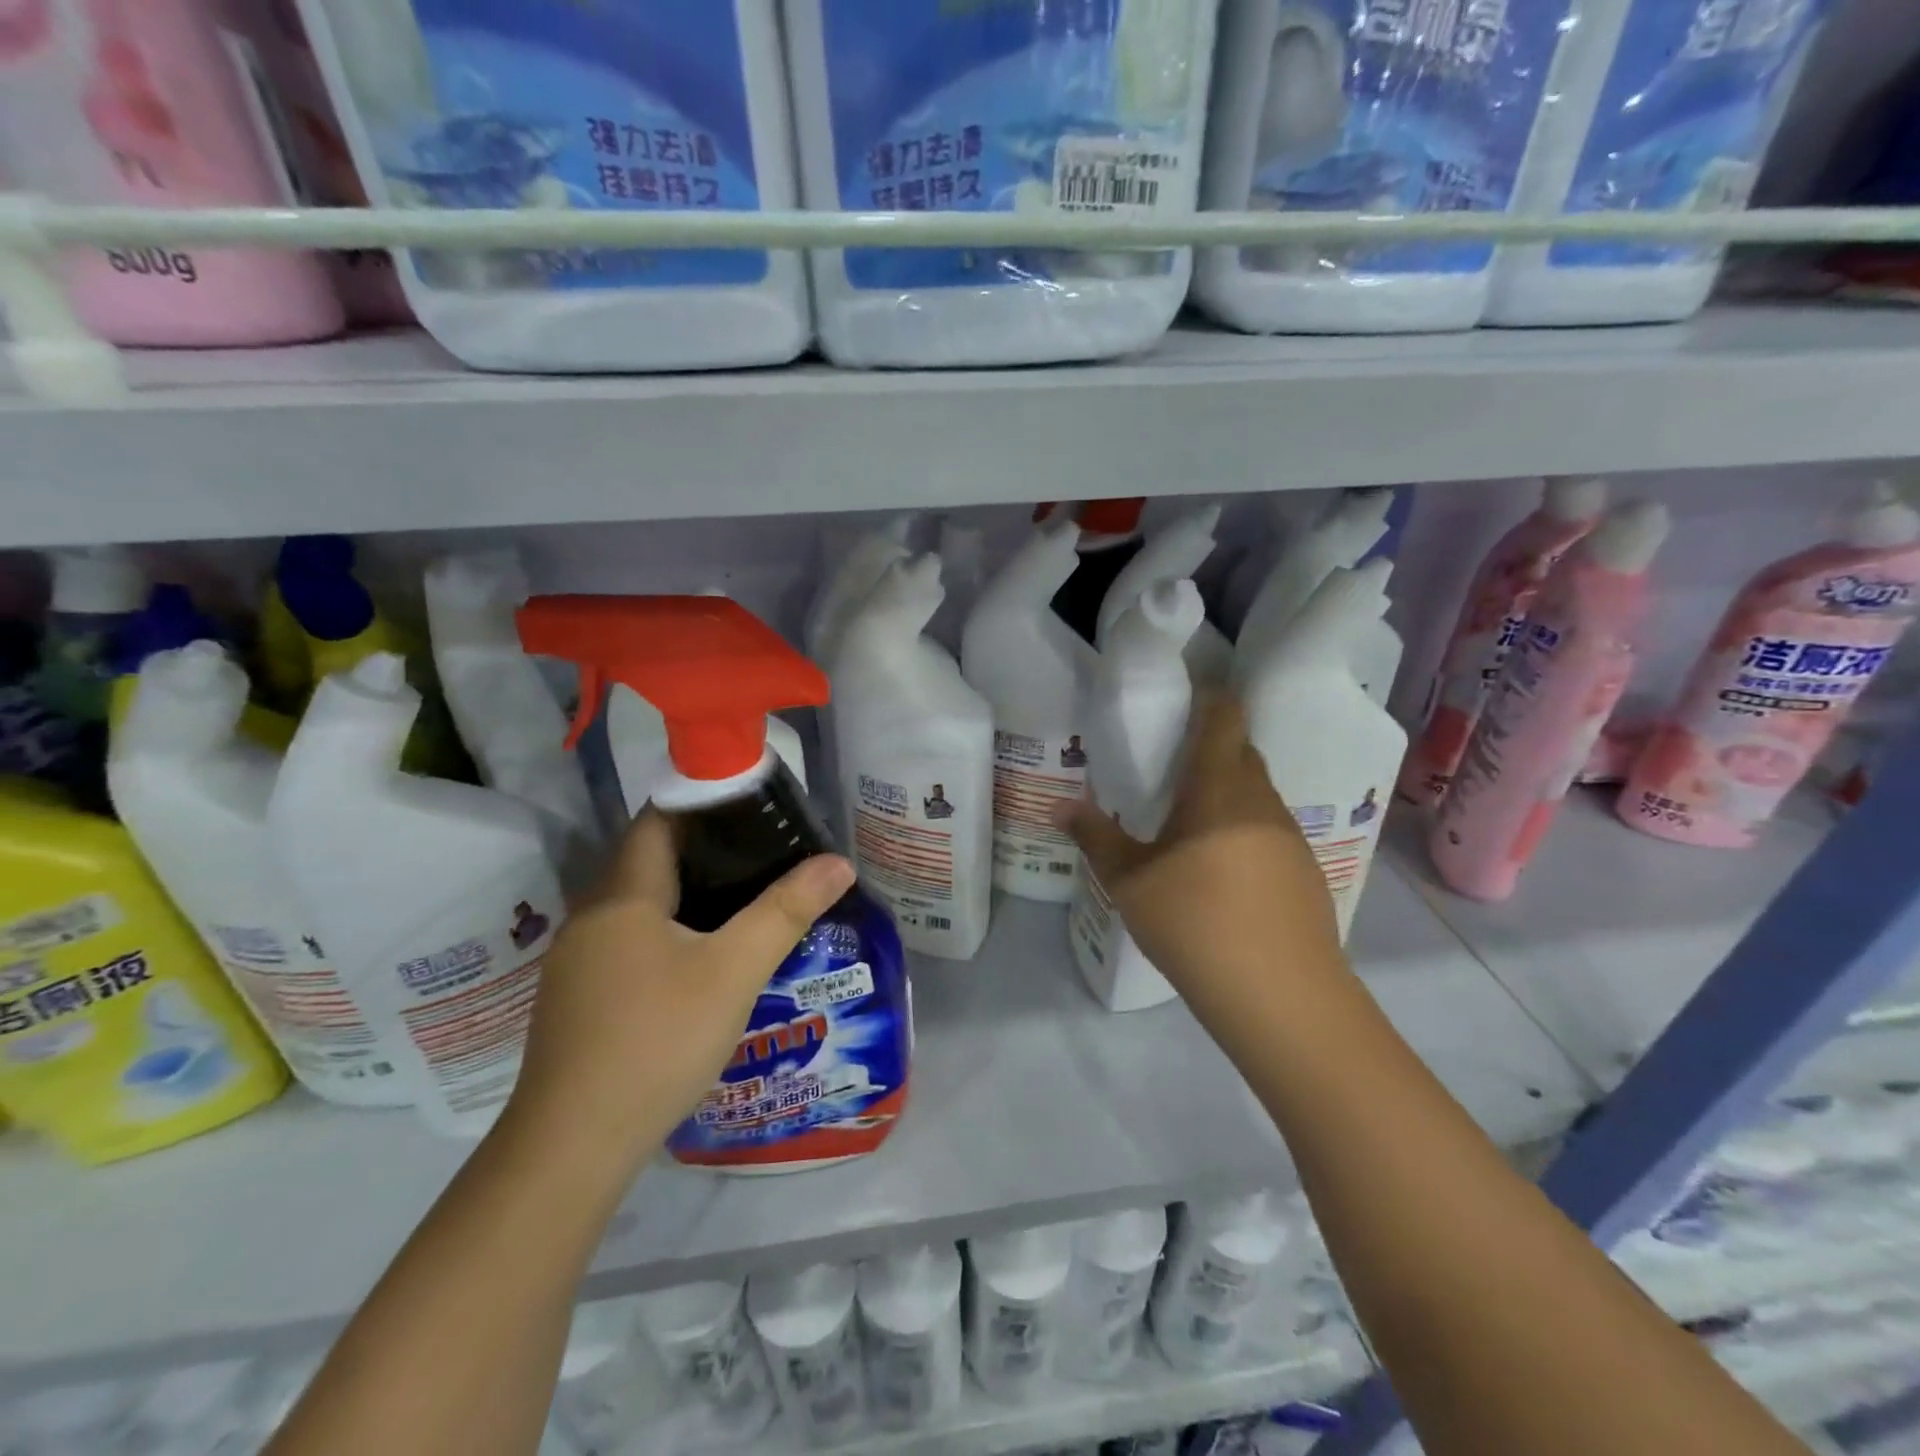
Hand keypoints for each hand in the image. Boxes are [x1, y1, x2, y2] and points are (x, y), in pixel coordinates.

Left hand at [503, 811, 855, 1180]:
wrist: (573, 1147)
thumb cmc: (658, 1040)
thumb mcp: (734, 971)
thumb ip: (787, 910)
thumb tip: (839, 862)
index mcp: (622, 894)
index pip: (659, 819)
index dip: (705, 803)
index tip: (756, 808)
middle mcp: (592, 916)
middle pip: (651, 860)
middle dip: (708, 850)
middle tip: (767, 854)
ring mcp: (579, 961)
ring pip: (641, 905)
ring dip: (689, 895)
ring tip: (747, 901)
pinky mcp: (579, 998)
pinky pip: (630, 941)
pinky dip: (669, 932)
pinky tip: (703, 960)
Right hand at [1057, 695, 1347, 1021]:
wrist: (1282, 997)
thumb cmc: (1196, 923)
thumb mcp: (1130, 882)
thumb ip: (1095, 837)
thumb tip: (1060, 806)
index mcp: (1220, 788)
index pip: (1225, 718)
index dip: (1209, 698)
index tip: (1183, 698)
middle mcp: (1262, 801)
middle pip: (1242, 753)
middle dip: (1210, 749)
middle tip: (1168, 767)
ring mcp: (1290, 837)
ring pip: (1257, 794)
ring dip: (1226, 793)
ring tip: (1188, 822)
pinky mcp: (1305, 872)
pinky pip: (1269, 829)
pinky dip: (1243, 829)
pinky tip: (1220, 869)